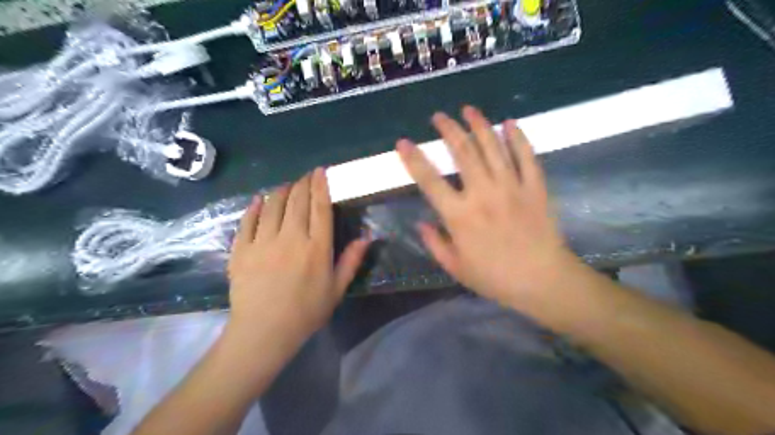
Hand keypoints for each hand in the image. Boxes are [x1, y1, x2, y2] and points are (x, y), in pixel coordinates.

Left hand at [228, 168, 369, 346]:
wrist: (264, 332)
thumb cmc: (306, 312)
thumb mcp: (336, 289)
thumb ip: (351, 261)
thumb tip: (367, 237)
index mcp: (316, 247)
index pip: (320, 207)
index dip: (321, 186)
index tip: (321, 171)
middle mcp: (291, 238)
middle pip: (297, 201)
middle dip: (303, 183)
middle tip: (306, 176)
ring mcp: (263, 242)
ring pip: (273, 205)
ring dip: (281, 191)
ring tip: (287, 186)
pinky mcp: (242, 249)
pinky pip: (248, 221)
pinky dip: (254, 207)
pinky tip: (259, 200)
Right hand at [395, 106, 584, 312]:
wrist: (543, 281)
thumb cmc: (495, 278)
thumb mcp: (456, 268)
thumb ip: (435, 244)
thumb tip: (421, 223)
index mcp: (459, 215)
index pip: (429, 180)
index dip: (413, 159)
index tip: (403, 141)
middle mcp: (483, 193)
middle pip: (462, 152)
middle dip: (448, 129)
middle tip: (439, 116)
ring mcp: (511, 187)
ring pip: (493, 147)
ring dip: (479, 125)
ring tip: (468, 109)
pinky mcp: (534, 187)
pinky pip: (526, 156)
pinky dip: (518, 138)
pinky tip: (510, 123)